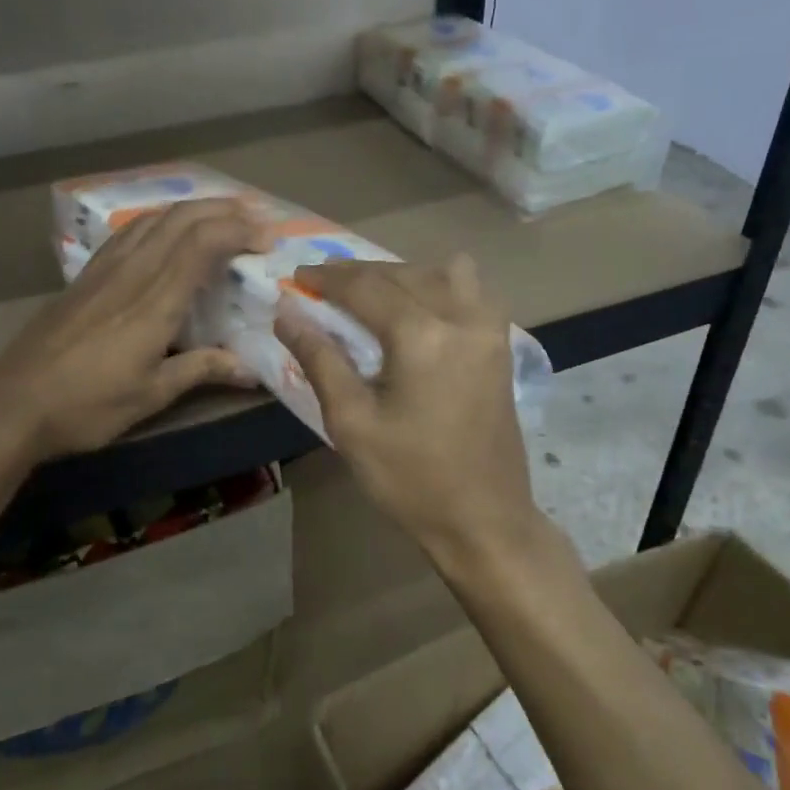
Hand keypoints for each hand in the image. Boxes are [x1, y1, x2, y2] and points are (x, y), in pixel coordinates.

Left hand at [0, 198, 269, 459]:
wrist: (12, 404)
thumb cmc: (86, 406)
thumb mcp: (151, 395)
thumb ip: (201, 371)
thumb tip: (251, 370)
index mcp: (154, 303)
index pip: (201, 244)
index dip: (238, 230)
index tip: (267, 239)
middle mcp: (131, 273)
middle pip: (180, 219)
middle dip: (223, 210)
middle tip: (255, 219)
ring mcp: (103, 270)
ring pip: (153, 219)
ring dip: (192, 209)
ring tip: (220, 216)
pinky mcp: (84, 276)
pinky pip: (129, 232)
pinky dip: (159, 221)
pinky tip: (165, 232)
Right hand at [273, 256, 547, 574]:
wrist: (483, 518)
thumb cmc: (410, 478)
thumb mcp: (352, 423)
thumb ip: (320, 360)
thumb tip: (287, 315)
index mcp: (422, 337)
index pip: (366, 286)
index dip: (327, 278)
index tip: (297, 277)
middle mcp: (462, 318)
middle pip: (403, 272)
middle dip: (359, 272)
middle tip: (324, 286)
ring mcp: (490, 330)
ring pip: (445, 271)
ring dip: (404, 274)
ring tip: (374, 296)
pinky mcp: (502, 346)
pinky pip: (473, 291)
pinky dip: (441, 286)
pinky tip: (419, 310)